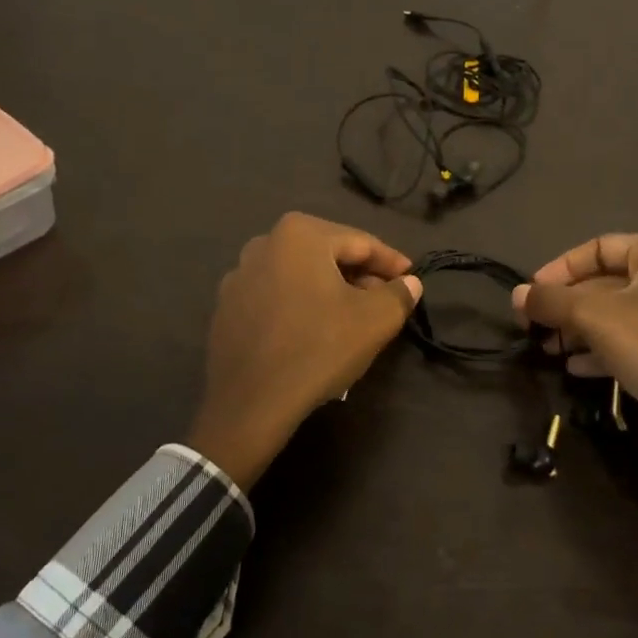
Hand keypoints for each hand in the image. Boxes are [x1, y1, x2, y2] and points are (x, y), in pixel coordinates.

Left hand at [189, 213, 421, 486]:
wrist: (251, 403)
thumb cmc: (319, 348)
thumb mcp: (375, 320)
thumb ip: (399, 294)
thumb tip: (410, 283)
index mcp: (300, 234)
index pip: (361, 243)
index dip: (392, 263)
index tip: (412, 279)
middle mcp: (264, 244)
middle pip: (328, 255)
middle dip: (360, 276)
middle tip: (385, 301)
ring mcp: (239, 276)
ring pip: (300, 276)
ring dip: (330, 291)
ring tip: (353, 319)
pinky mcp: (226, 308)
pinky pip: (276, 297)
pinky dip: (300, 306)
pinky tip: (314, 333)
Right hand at [513, 234, 637, 579]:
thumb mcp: (595, 317)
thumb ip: (552, 300)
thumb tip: (518, 295)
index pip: (600, 247)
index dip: (561, 268)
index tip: (531, 292)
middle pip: (607, 282)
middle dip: (567, 304)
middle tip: (531, 325)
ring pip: (617, 315)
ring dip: (578, 329)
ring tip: (547, 348)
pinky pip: (632, 342)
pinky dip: (601, 350)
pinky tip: (573, 368)